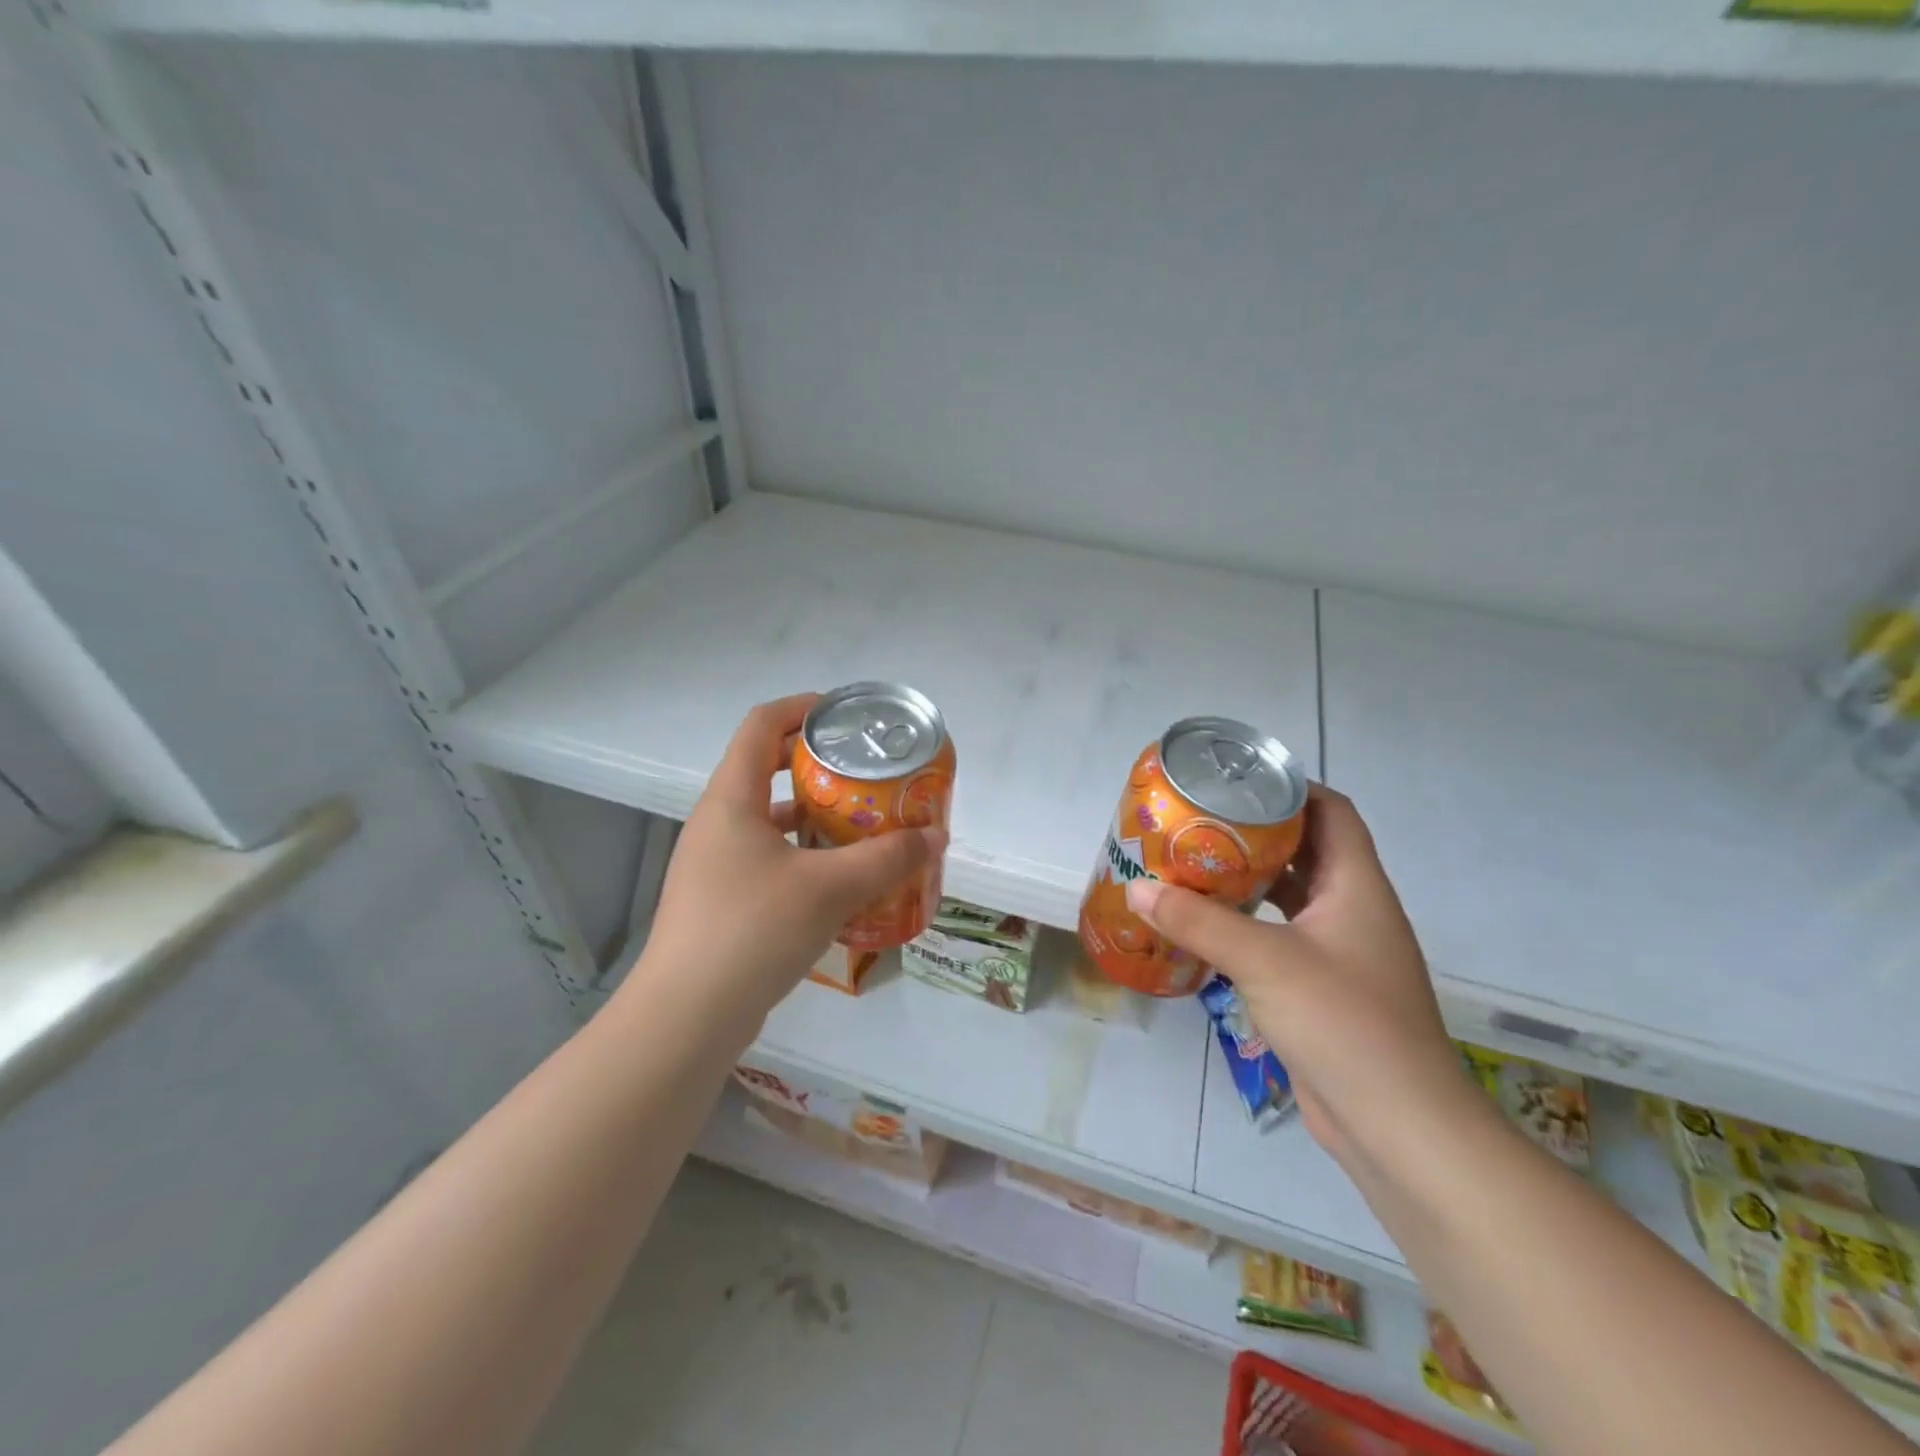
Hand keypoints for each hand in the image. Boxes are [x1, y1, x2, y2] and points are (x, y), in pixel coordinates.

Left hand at [618, 694, 946, 1039]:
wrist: (686, 1017)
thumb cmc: (753, 931)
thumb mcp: (829, 889)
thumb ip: (886, 859)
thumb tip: (936, 837)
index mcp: (731, 800)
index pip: (761, 725)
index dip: (803, 708)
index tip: (846, 715)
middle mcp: (718, 823)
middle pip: (766, 768)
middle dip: (818, 765)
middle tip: (866, 773)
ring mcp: (715, 863)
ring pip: (770, 819)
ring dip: (814, 815)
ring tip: (862, 823)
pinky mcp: (722, 900)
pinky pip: (768, 858)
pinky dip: (804, 855)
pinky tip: (839, 880)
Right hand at [1122, 784, 1475, 1166]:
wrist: (1400, 1127)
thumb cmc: (1344, 1024)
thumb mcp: (1265, 962)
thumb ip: (1199, 921)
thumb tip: (1137, 888)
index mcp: (1357, 886)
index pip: (1332, 812)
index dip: (1291, 787)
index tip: (1236, 780)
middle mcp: (1353, 910)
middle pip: (1307, 849)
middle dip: (1256, 831)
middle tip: (1199, 820)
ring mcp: (1341, 952)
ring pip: (1292, 895)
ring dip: (1249, 878)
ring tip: (1193, 864)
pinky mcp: (1323, 988)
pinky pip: (1281, 936)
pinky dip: (1248, 923)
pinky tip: (1207, 926)